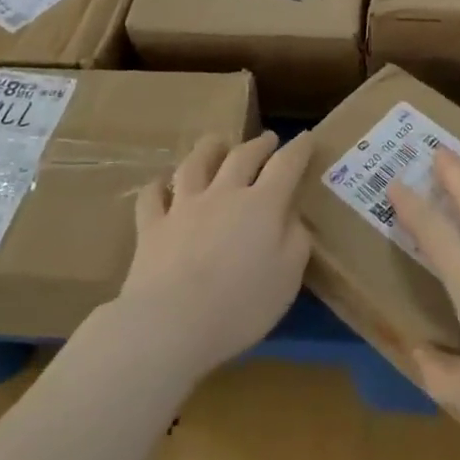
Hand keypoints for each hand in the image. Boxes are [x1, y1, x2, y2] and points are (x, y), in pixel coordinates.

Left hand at [116, 131, 313, 384]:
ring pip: (195, 164)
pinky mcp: (152, 226)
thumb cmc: (241, 305)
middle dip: (258, 145)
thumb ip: (296, 241)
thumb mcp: (288, 278)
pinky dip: (158, 186)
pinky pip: (152, 196)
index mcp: (262, 205)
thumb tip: (293, 216)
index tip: (306, 138)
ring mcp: (183, 206)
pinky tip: (161, 184)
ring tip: (216, 141)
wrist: (172, 322)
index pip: (286, 166)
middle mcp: (223, 194)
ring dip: (208, 148)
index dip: (298, 149)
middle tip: (267, 138)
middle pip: (242, 157)